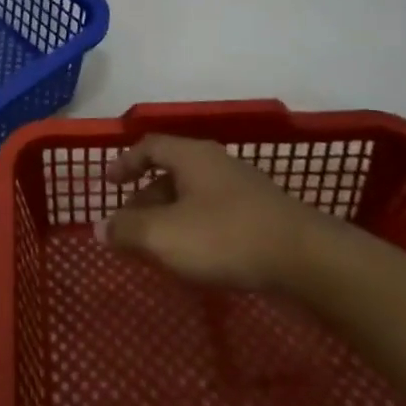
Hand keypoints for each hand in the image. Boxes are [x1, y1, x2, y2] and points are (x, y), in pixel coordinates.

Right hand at [99, 134, 335, 291]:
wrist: (305, 258)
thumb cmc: (225, 236)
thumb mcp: (165, 236)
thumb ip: (128, 230)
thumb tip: (99, 227)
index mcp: (190, 156)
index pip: (149, 147)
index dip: (125, 162)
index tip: (108, 182)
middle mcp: (215, 162)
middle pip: (171, 171)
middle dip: (145, 197)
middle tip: (128, 224)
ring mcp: (242, 187)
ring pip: (193, 194)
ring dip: (170, 215)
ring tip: (158, 245)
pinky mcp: (262, 213)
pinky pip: (215, 212)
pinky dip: (195, 226)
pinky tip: (196, 255)